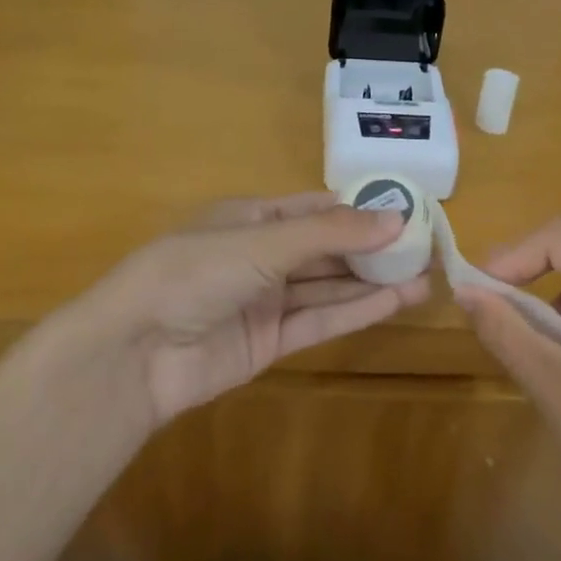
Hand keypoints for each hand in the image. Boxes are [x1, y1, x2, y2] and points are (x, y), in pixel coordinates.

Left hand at [83, 192, 428, 429]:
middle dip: (372, 248)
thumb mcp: (264, 241)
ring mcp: (265, 300)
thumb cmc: (196, 272)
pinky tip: (393, 302)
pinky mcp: (268, 343)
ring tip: (423, 277)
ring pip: (327, 286)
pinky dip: (354, 311)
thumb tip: (396, 218)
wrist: (135, 352)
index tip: (406, 210)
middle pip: (326, 248)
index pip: (315, 208)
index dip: (359, 209)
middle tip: (425, 248)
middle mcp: (260, 255)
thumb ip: (330, 233)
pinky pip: (318, 320)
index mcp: (251, 217)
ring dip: (372, 282)